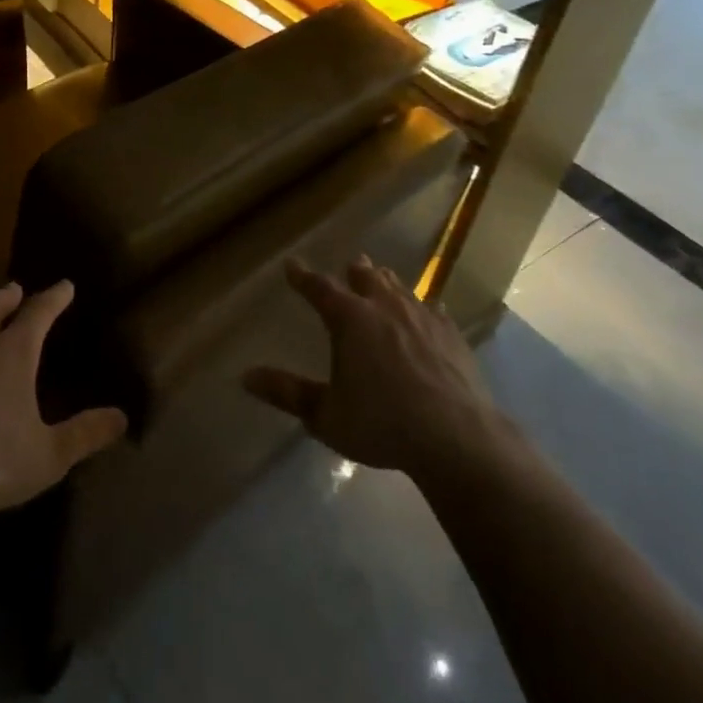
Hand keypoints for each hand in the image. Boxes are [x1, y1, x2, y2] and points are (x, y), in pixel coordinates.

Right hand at [243, 256, 495, 480]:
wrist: (456, 437)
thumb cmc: (382, 424)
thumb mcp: (326, 415)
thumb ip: (288, 393)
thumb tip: (246, 376)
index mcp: (350, 319)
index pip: (319, 288)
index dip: (303, 277)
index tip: (292, 265)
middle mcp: (384, 306)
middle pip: (366, 277)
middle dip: (354, 271)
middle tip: (350, 265)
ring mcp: (422, 316)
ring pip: (399, 288)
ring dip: (386, 282)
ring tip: (382, 279)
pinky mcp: (452, 334)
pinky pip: (433, 310)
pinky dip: (423, 308)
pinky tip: (429, 313)